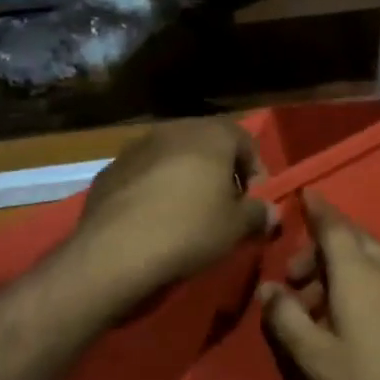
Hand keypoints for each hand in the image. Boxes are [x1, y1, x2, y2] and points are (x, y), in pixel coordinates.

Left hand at [72, 120, 277, 305]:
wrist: (116, 250)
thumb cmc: (190, 229)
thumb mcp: (236, 227)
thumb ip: (258, 214)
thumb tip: (270, 212)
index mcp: (210, 134)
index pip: (245, 140)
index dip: (255, 170)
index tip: (254, 201)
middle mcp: (173, 130)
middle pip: (206, 144)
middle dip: (219, 171)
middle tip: (223, 206)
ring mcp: (136, 147)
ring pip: (171, 156)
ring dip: (184, 177)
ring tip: (186, 213)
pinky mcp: (109, 169)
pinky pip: (142, 174)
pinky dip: (153, 189)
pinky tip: (152, 219)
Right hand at [260, 191, 379, 379]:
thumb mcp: (317, 357)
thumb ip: (287, 319)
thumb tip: (267, 288)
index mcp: (357, 272)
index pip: (333, 225)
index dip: (316, 209)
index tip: (302, 194)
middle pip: (350, 239)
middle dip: (318, 249)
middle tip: (293, 279)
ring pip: (367, 259)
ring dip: (337, 268)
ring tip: (314, 305)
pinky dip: (357, 281)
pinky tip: (346, 318)